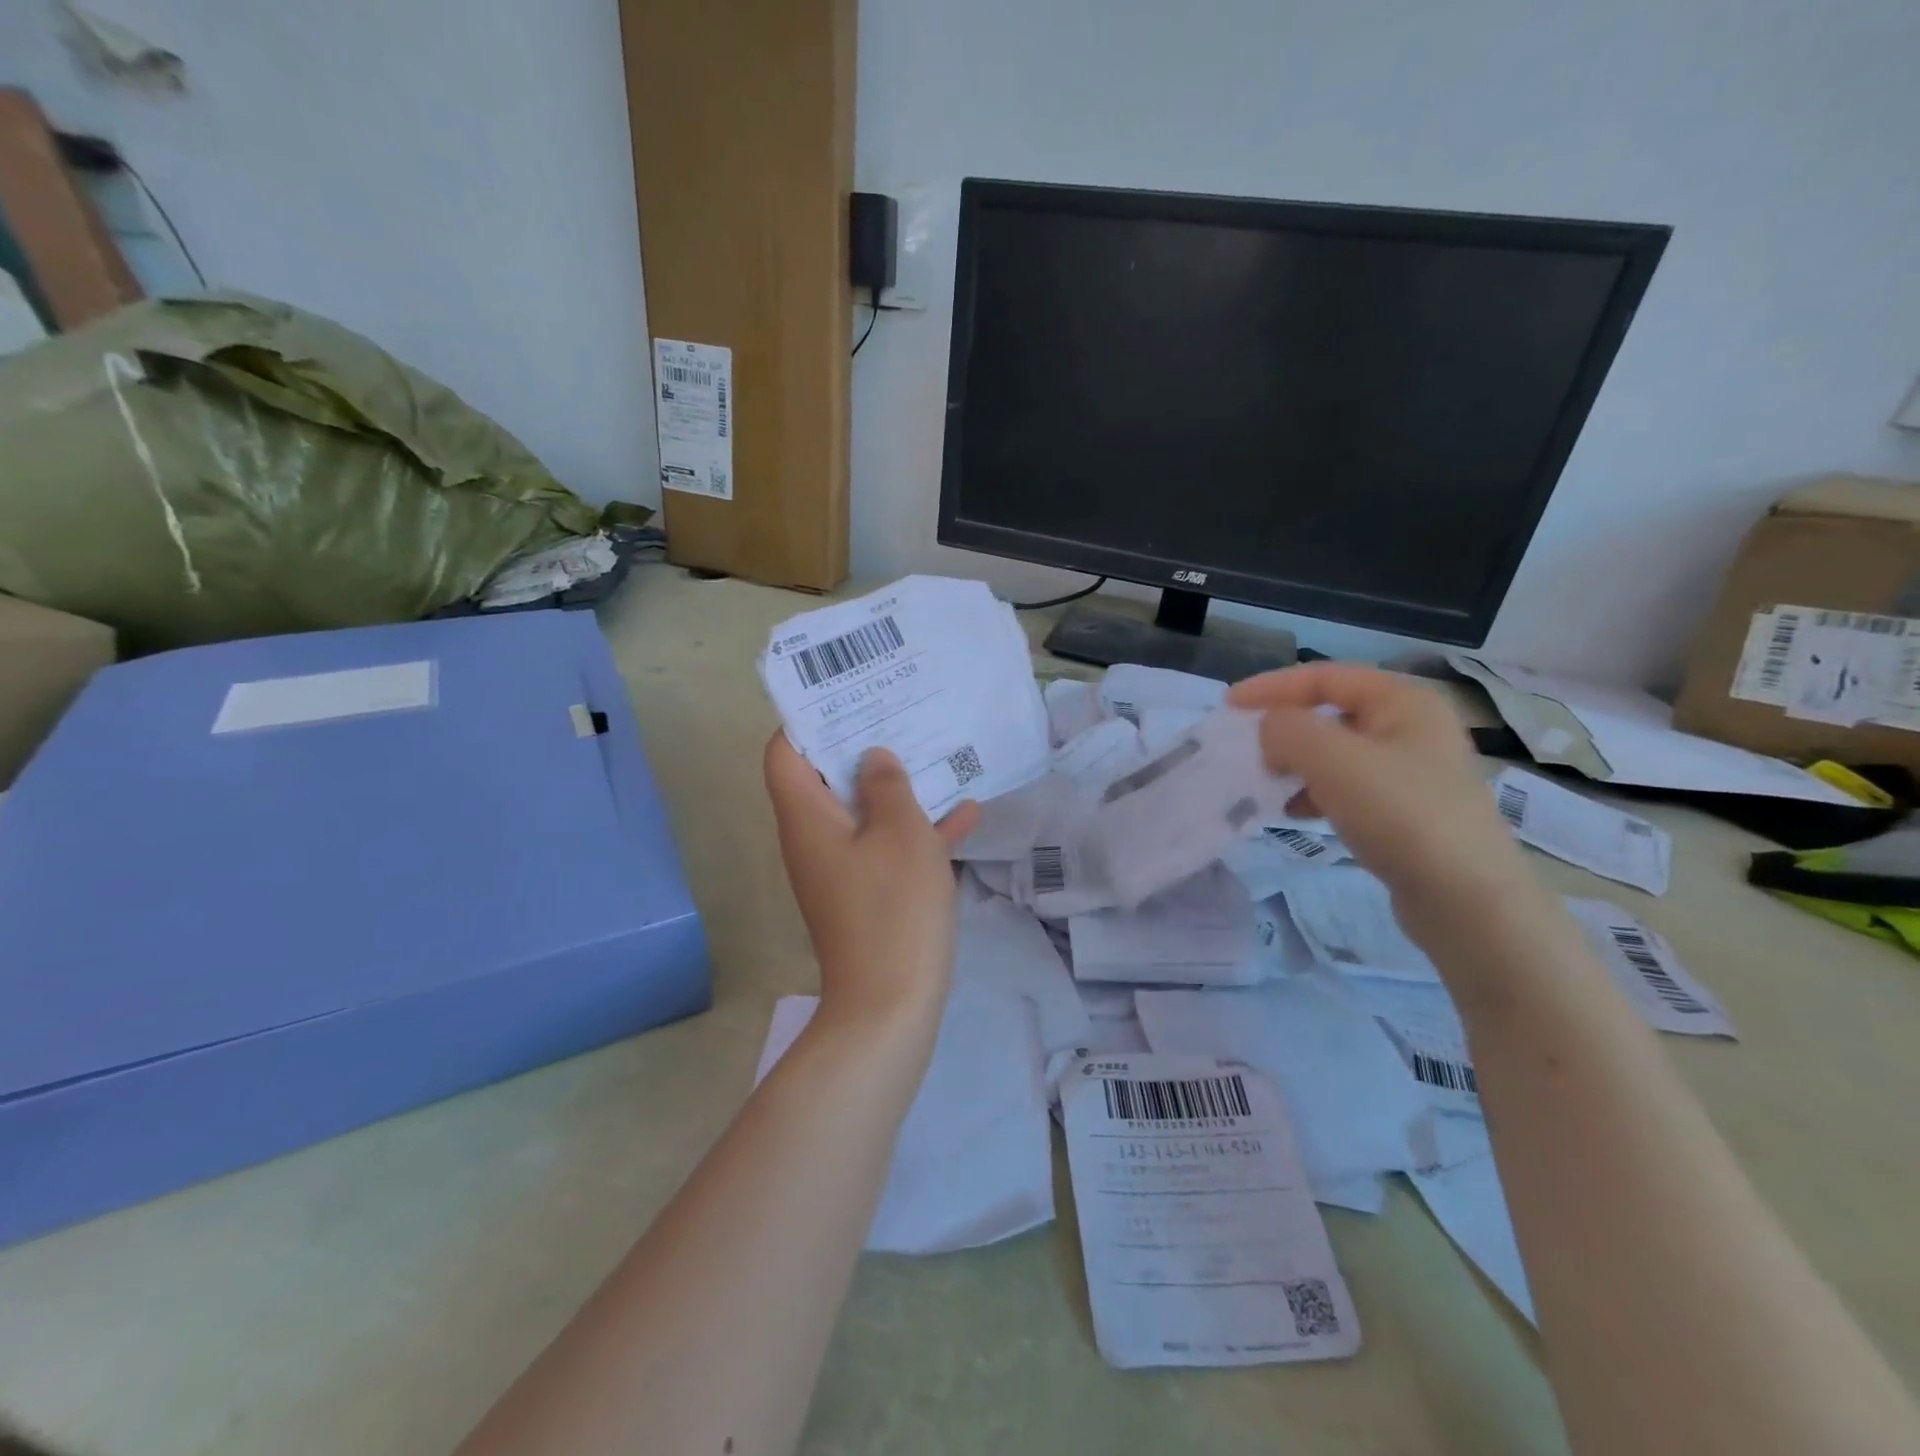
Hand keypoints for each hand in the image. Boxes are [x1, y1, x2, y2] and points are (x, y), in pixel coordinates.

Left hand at [763, 734, 980, 1027]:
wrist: (892, 1004)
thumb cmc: (892, 907)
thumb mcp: (900, 833)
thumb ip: (887, 786)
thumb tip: (873, 758)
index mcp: (806, 817)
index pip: (784, 753)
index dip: (807, 720)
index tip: (847, 696)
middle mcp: (814, 838)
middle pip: (826, 777)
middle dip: (862, 744)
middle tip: (899, 711)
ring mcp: (841, 868)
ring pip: (863, 811)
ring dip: (895, 786)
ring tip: (935, 749)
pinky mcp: (867, 893)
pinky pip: (887, 848)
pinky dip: (915, 830)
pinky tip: (967, 813)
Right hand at [1227, 664, 1528, 929]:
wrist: (1468, 900)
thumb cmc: (1401, 814)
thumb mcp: (1333, 759)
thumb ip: (1287, 729)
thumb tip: (1269, 730)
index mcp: (1403, 701)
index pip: (1324, 676)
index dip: (1272, 686)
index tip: (1228, 706)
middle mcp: (1412, 727)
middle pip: (1331, 712)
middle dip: (1284, 728)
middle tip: (1248, 747)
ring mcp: (1414, 772)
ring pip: (1337, 753)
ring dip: (1296, 763)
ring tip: (1268, 784)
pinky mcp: (1408, 811)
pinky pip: (1348, 787)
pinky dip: (1316, 793)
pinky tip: (1297, 814)